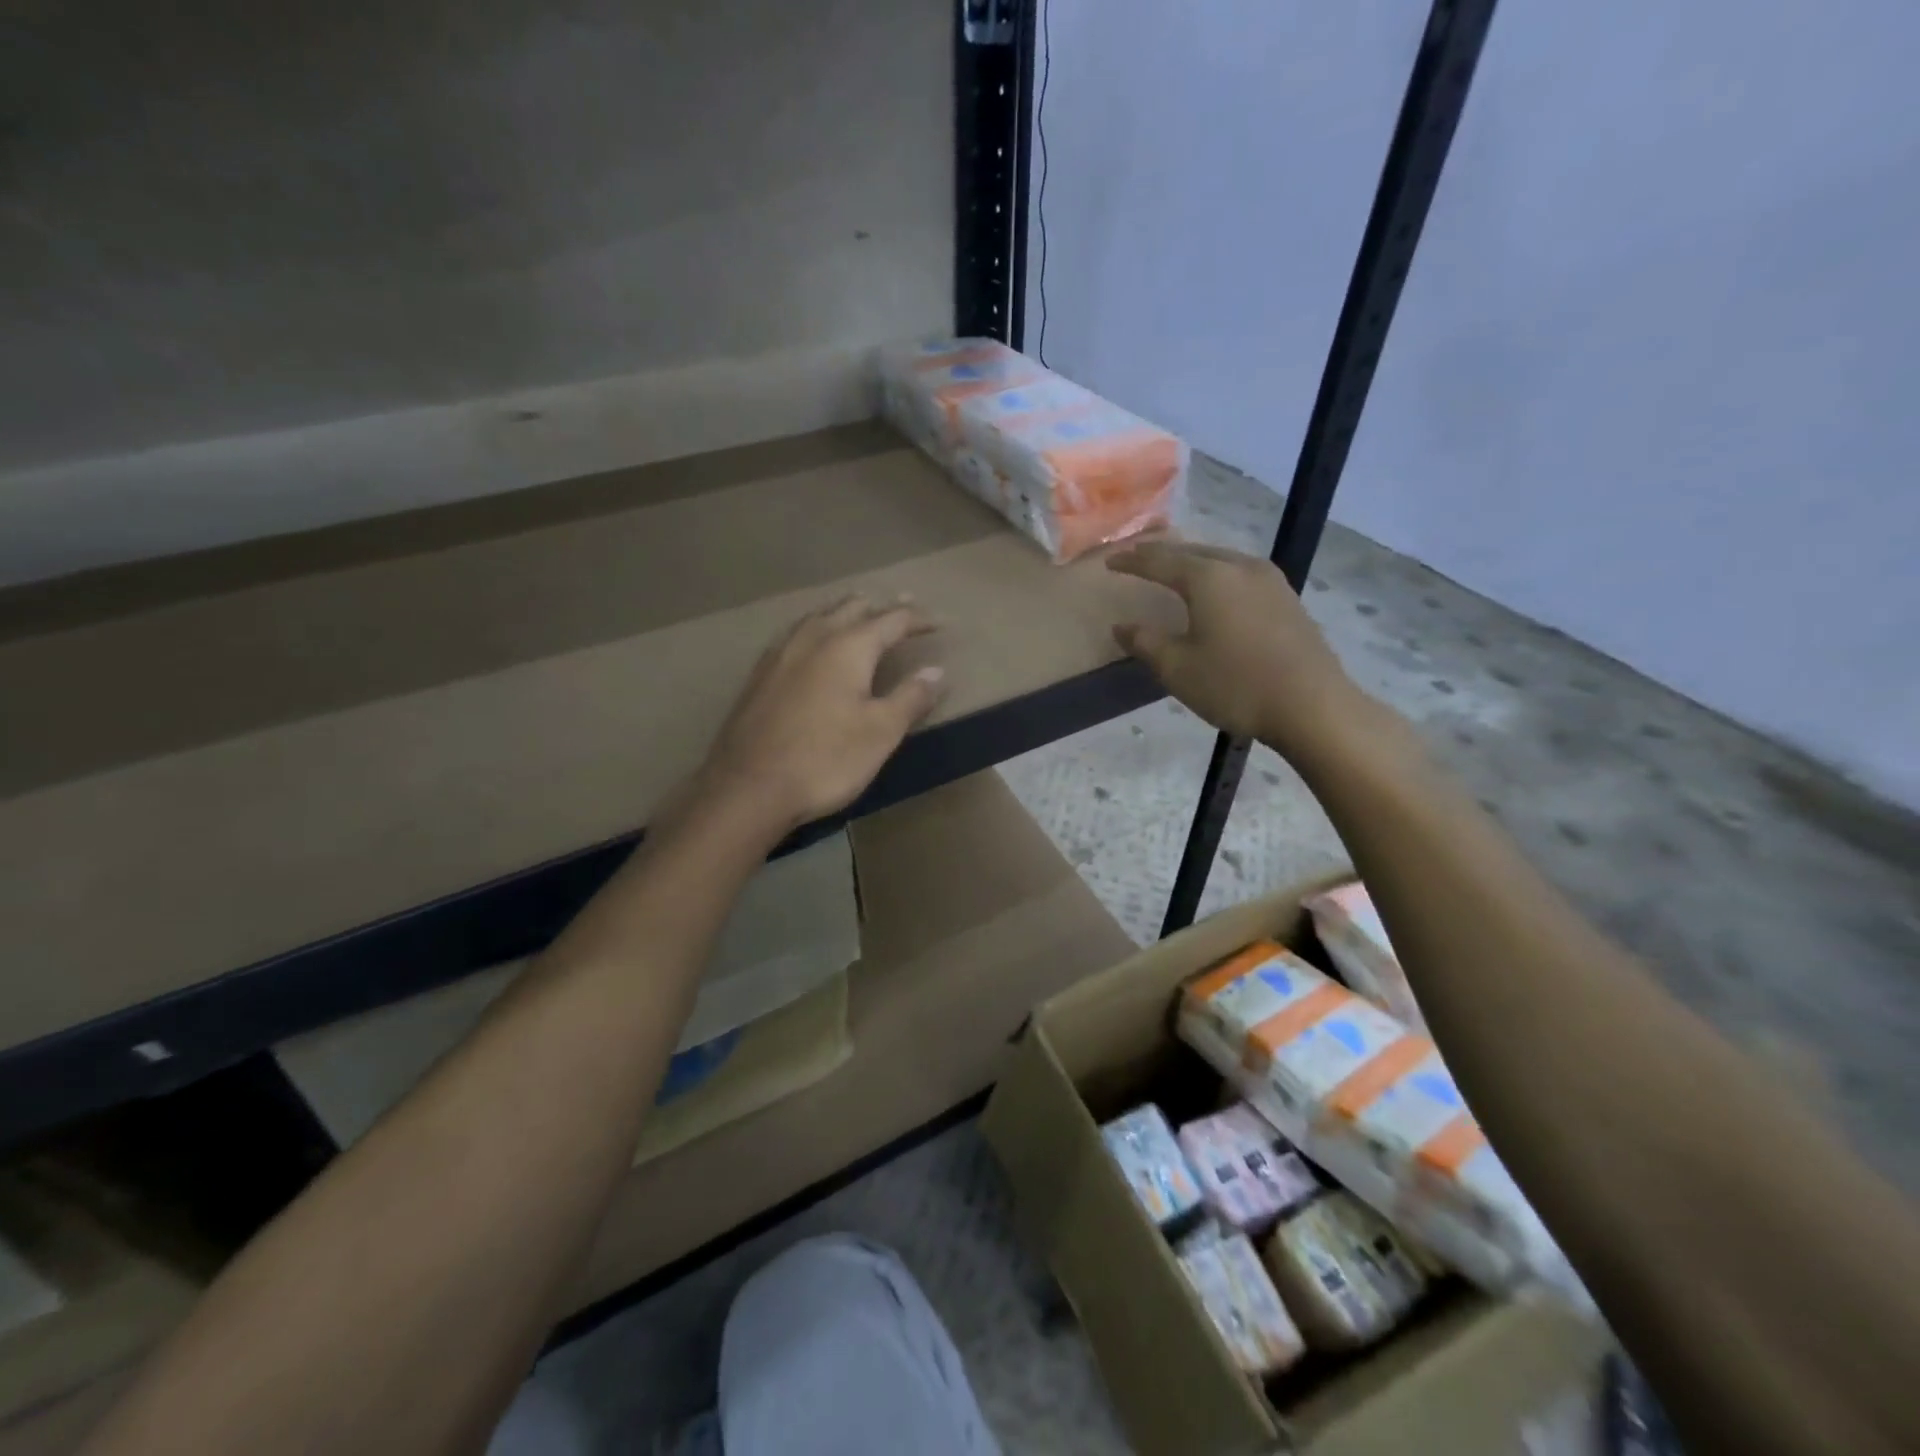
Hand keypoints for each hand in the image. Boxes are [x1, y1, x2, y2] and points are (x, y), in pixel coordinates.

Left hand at [698, 595, 946, 834]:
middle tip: (904, 610)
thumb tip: (936, 671)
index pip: (892, 620)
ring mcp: (780, 654)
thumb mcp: (881, 732)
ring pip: (819, 617)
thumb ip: (910, 697)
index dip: (919, 619)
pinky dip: (819, 630)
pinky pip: (796, 635)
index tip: (940, 623)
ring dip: (846, 613)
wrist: (749, 788)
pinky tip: (815, 646)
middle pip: (852, 608)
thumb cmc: (825, 759)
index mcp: (848, 646)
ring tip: (861, 617)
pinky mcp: (760, 674)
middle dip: (881, 607)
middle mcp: (813, 638)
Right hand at [1108, 541, 1372, 760]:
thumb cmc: (1236, 685)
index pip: (1160, 561)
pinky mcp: (1287, 598)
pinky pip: (1240, 574)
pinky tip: (1214, 590)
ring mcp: (1270, 580)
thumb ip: (1145, 643)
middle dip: (1162, 555)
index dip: (1132, 561)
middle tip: (1136, 557)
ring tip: (1172, 569)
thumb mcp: (1178, 669)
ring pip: (1220, 560)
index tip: (1110, 562)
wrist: (1312, 705)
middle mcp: (1239, 567)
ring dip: (1192, 562)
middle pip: (1192, 552)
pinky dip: (1216, 575)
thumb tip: (1122, 627)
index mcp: (1208, 578)